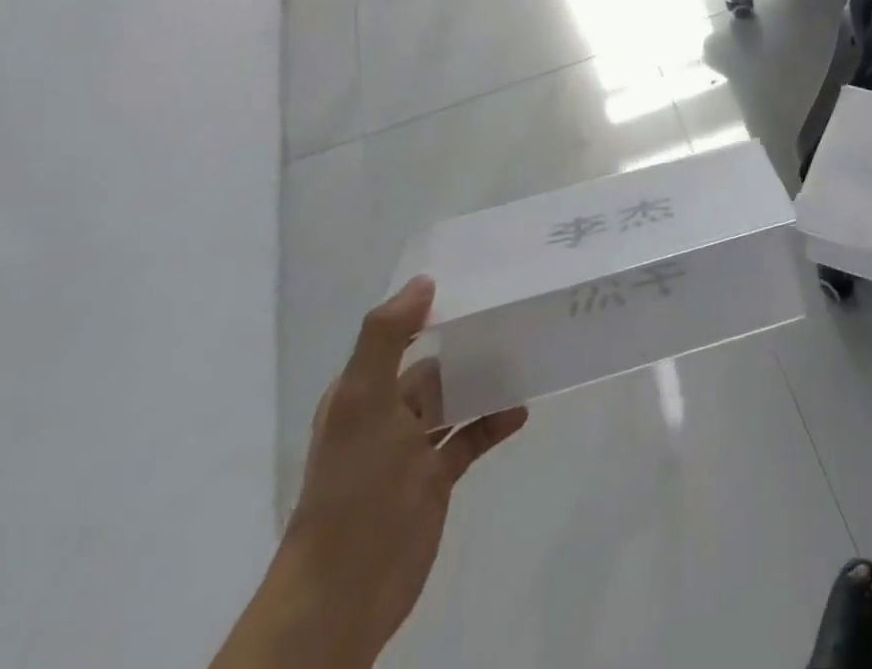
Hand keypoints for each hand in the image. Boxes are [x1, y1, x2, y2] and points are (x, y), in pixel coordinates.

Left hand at [214, 277, 526, 668]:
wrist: (345, 591)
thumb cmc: (354, 485)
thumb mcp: (363, 402)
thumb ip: (386, 337)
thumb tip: (424, 281)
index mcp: (363, 390)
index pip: (400, 334)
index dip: (432, 308)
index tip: (478, 281)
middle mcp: (387, 413)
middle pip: (434, 365)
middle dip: (469, 343)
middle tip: (516, 315)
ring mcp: (413, 448)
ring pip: (455, 399)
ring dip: (485, 381)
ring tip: (527, 356)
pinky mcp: (435, 478)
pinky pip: (471, 437)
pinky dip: (494, 422)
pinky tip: (520, 410)